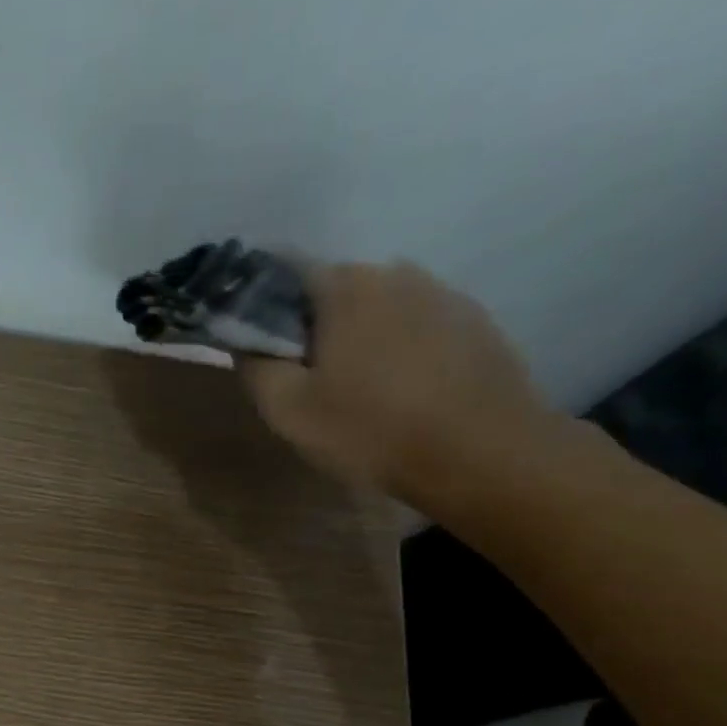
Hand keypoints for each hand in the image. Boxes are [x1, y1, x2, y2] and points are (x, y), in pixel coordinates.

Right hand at [241, 261, 556, 500]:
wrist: (480, 453)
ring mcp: (443, 294)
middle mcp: (396, 273)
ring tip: (356, 390)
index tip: (261, 346)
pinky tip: (399, 392)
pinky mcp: (475, 323)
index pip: (288, 272)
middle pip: (336, 291)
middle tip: (306, 380)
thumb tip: (246, 339)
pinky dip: (399, 350)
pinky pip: (417, 327)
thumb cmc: (371, 430)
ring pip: (379, 309)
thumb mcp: (289, 410)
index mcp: (346, 286)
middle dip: (314, 326)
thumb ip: (257, 366)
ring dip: (360, 338)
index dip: (265, 306)